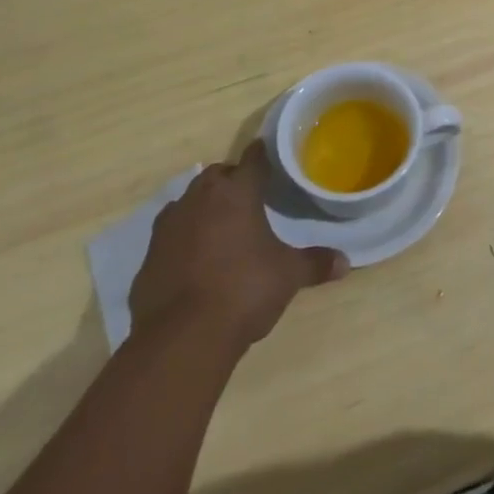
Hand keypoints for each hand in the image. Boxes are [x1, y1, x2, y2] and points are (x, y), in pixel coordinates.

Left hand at [128, 141, 348, 353]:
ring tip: (221, 227)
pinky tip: (196, 260)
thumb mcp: (288, 275)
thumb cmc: (244, 290)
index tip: (269, 155)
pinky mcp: (148, 258)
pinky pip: (170, 235)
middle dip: (231, 181)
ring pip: (188, 202)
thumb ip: (315, 263)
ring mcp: (168, 227)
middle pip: (215, 176)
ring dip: (203, 207)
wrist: (181, 338)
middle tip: (249, 197)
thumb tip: (345, 262)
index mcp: (236, 193)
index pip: (252, 160)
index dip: (262, 155)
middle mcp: (198, 200)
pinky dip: (183, 240)